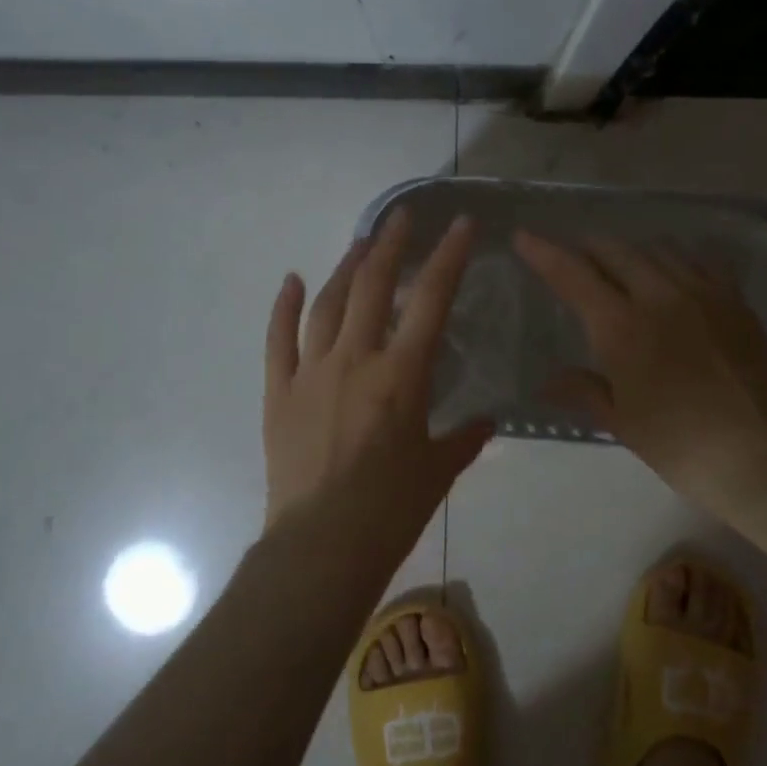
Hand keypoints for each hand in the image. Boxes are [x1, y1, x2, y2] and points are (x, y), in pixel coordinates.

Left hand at [263, 210, 494, 555]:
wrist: (321, 547)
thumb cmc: (390, 511)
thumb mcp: (439, 471)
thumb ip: (466, 438)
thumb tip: (487, 421)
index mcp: (401, 376)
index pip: (431, 300)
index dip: (448, 256)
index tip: (458, 223)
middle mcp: (355, 360)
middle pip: (373, 286)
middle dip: (390, 245)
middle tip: (400, 218)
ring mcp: (311, 372)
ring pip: (328, 304)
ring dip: (345, 267)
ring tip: (360, 243)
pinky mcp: (280, 391)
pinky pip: (279, 339)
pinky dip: (285, 306)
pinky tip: (293, 280)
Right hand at [513, 231, 766, 504]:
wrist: (761, 451)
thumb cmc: (678, 443)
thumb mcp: (620, 421)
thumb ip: (583, 390)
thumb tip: (547, 382)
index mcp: (620, 326)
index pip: (572, 274)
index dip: (544, 253)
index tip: (524, 236)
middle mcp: (657, 295)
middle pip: (614, 251)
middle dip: (588, 249)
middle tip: (576, 259)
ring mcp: (701, 292)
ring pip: (657, 248)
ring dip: (631, 251)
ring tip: (624, 266)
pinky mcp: (734, 299)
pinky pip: (702, 259)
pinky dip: (679, 258)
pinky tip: (677, 273)